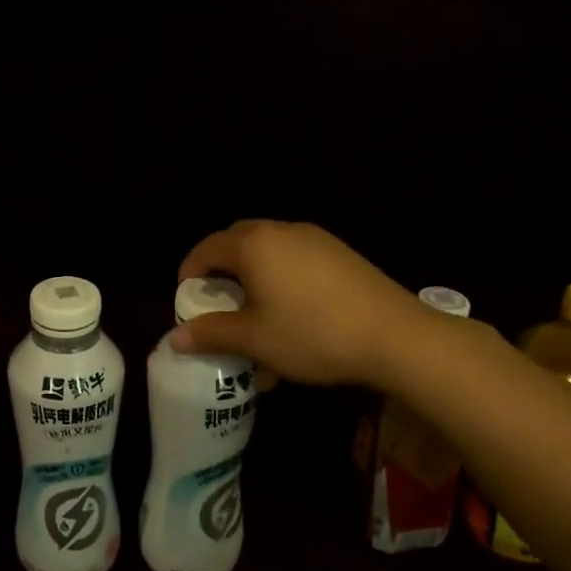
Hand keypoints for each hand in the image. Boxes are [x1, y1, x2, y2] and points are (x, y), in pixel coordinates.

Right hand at [170, 220, 419, 388]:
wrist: (395, 336)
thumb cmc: (312, 334)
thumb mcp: (255, 339)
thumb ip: (212, 334)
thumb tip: (175, 338)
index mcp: (254, 245)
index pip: (207, 248)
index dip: (190, 271)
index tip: (187, 298)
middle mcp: (281, 231)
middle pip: (237, 242)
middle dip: (221, 269)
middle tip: (217, 300)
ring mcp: (315, 239)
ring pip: (269, 250)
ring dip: (252, 275)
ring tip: (254, 310)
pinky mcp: (340, 253)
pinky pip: (295, 258)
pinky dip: (280, 277)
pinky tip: (291, 312)